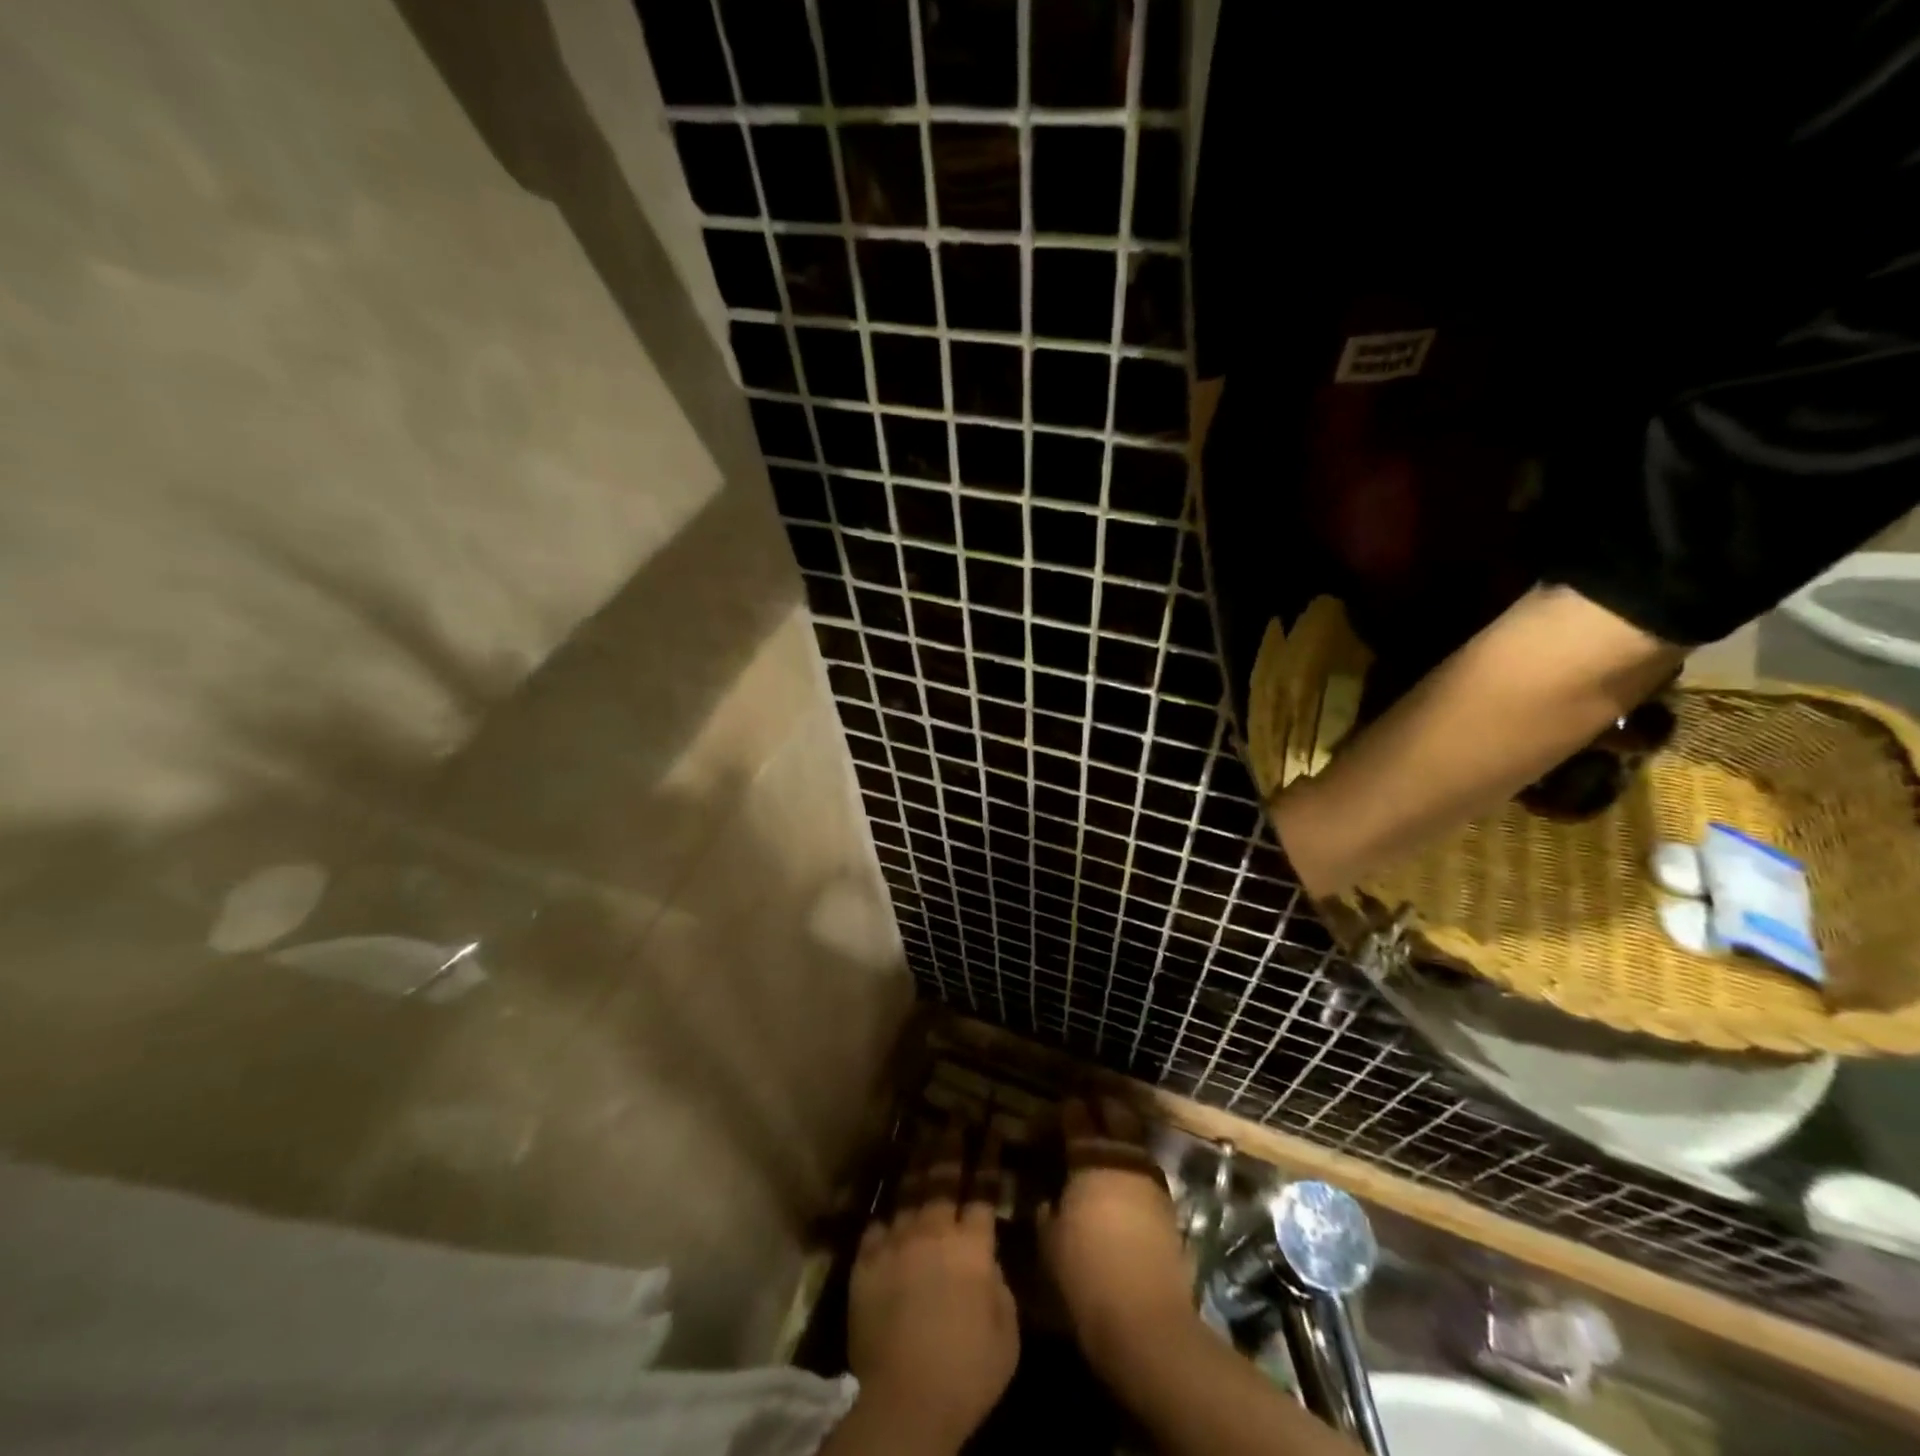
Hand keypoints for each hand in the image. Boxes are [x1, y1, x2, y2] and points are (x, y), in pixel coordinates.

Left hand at [841, 1122, 1017, 1455]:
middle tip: (955, 1115)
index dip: (990, 1158)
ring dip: (918, 1164)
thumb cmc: (967, 1372)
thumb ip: (999, 1288)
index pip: (984, 1190)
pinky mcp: (866, 1263)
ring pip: (909, 1193)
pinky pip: (876, 1229)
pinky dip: (885, 1219)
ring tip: (923, 1137)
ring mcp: (897, 1244)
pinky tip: (887, 1211)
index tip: (993, 1128)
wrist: (905, 1398)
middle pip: (944, 1178)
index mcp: (972, 1247)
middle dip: (952, 1143)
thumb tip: (987, 1265)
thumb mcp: (1006, 1334)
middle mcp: (934, 1232)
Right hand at [1039, 1096, 1196, 1382]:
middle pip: (1116, 1114)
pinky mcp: (1168, 1206)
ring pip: (1136, 1139)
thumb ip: (1046, 1212)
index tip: (1056, 1111)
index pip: (1076, 1117)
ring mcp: (1150, 1180)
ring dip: (1121, 1134)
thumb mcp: (1049, 1243)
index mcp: (1090, 1160)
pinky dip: (1133, 1165)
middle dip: (1101, 1107)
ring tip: (1105, 1142)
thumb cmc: (1085, 1276)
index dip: (1065, 1110)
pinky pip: (1146, 1169)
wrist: (1145, 1320)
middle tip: (1085, 1112)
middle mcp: (1123, 1159)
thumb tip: (1047, 1200)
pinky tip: (1122, 1180)